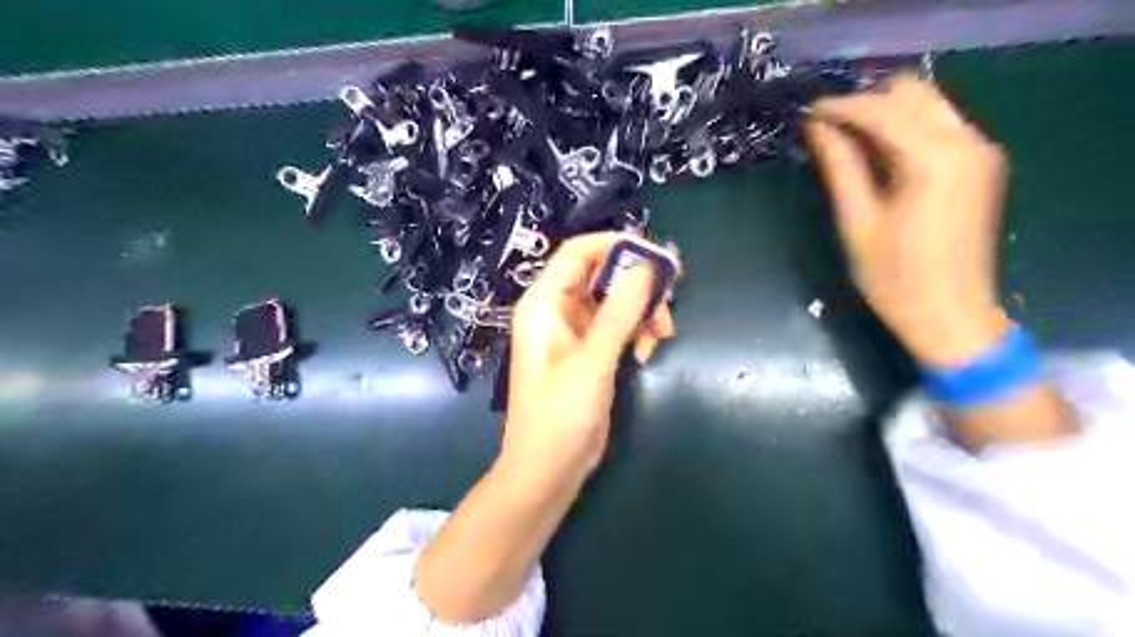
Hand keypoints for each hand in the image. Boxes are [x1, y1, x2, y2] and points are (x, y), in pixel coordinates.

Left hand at [499, 231, 660, 483]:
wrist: (548, 471)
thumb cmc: (559, 416)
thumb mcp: (593, 361)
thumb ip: (619, 312)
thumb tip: (648, 266)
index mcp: (544, 303)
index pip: (579, 253)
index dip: (617, 245)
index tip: (657, 254)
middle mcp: (559, 310)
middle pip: (603, 274)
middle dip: (639, 283)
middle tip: (673, 293)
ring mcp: (576, 332)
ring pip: (616, 301)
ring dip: (643, 311)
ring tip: (663, 334)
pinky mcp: (592, 352)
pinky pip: (619, 326)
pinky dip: (637, 332)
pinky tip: (646, 353)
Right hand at [805, 75, 1011, 365]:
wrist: (950, 314)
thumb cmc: (894, 277)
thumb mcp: (857, 221)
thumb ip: (839, 167)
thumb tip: (816, 127)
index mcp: (935, 159)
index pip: (882, 110)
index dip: (840, 107)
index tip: (807, 113)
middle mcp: (967, 142)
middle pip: (912, 93)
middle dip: (865, 103)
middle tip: (826, 129)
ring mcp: (980, 151)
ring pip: (927, 104)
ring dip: (884, 113)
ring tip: (845, 141)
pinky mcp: (980, 165)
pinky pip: (939, 126)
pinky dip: (904, 129)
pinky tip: (877, 155)